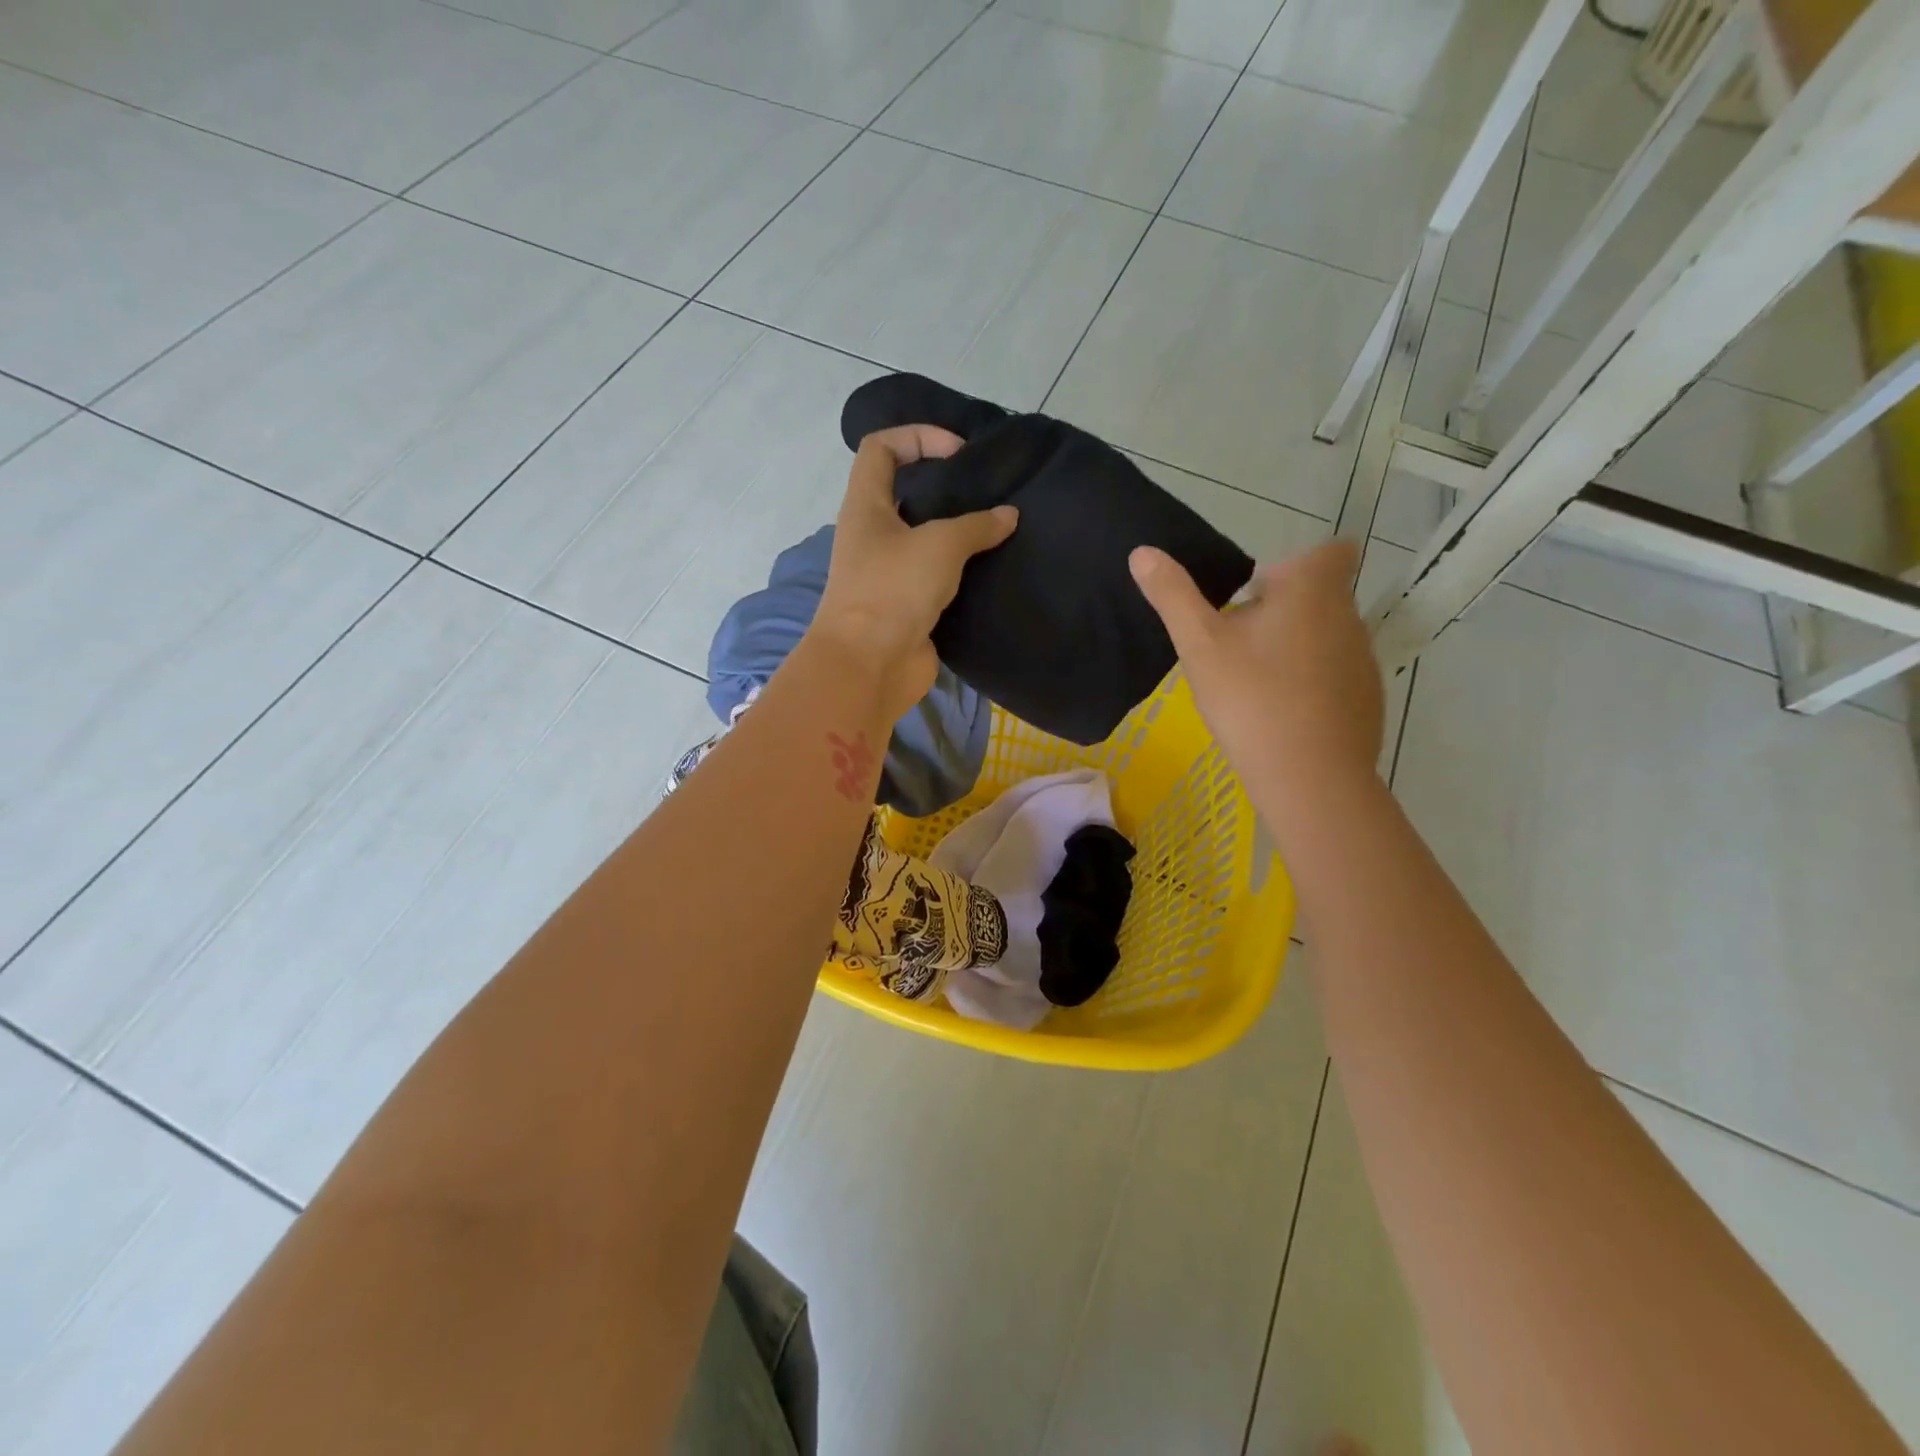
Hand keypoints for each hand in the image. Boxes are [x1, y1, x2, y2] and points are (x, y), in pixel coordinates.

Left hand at [812, 425, 1017, 719]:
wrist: (869, 666)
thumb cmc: (893, 590)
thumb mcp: (940, 545)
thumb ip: (977, 525)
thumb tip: (1008, 515)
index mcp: (866, 506)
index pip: (881, 448)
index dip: (917, 436)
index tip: (958, 452)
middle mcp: (872, 535)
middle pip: (905, 493)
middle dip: (945, 488)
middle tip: (987, 493)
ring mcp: (888, 574)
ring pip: (924, 539)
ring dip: (957, 533)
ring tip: (996, 528)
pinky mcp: (906, 606)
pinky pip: (936, 578)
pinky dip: (960, 572)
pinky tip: (991, 569)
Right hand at [1130, 539, 1383, 793]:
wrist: (1309, 777)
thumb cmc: (1251, 698)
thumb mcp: (1199, 645)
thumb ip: (1172, 596)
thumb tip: (1142, 552)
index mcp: (1312, 591)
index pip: (1329, 551)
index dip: (1296, 563)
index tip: (1257, 593)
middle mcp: (1348, 616)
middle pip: (1320, 596)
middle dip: (1282, 610)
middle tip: (1236, 644)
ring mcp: (1364, 661)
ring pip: (1327, 637)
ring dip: (1295, 648)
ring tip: (1255, 683)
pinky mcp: (1367, 700)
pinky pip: (1336, 676)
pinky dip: (1311, 684)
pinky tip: (1280, 715)